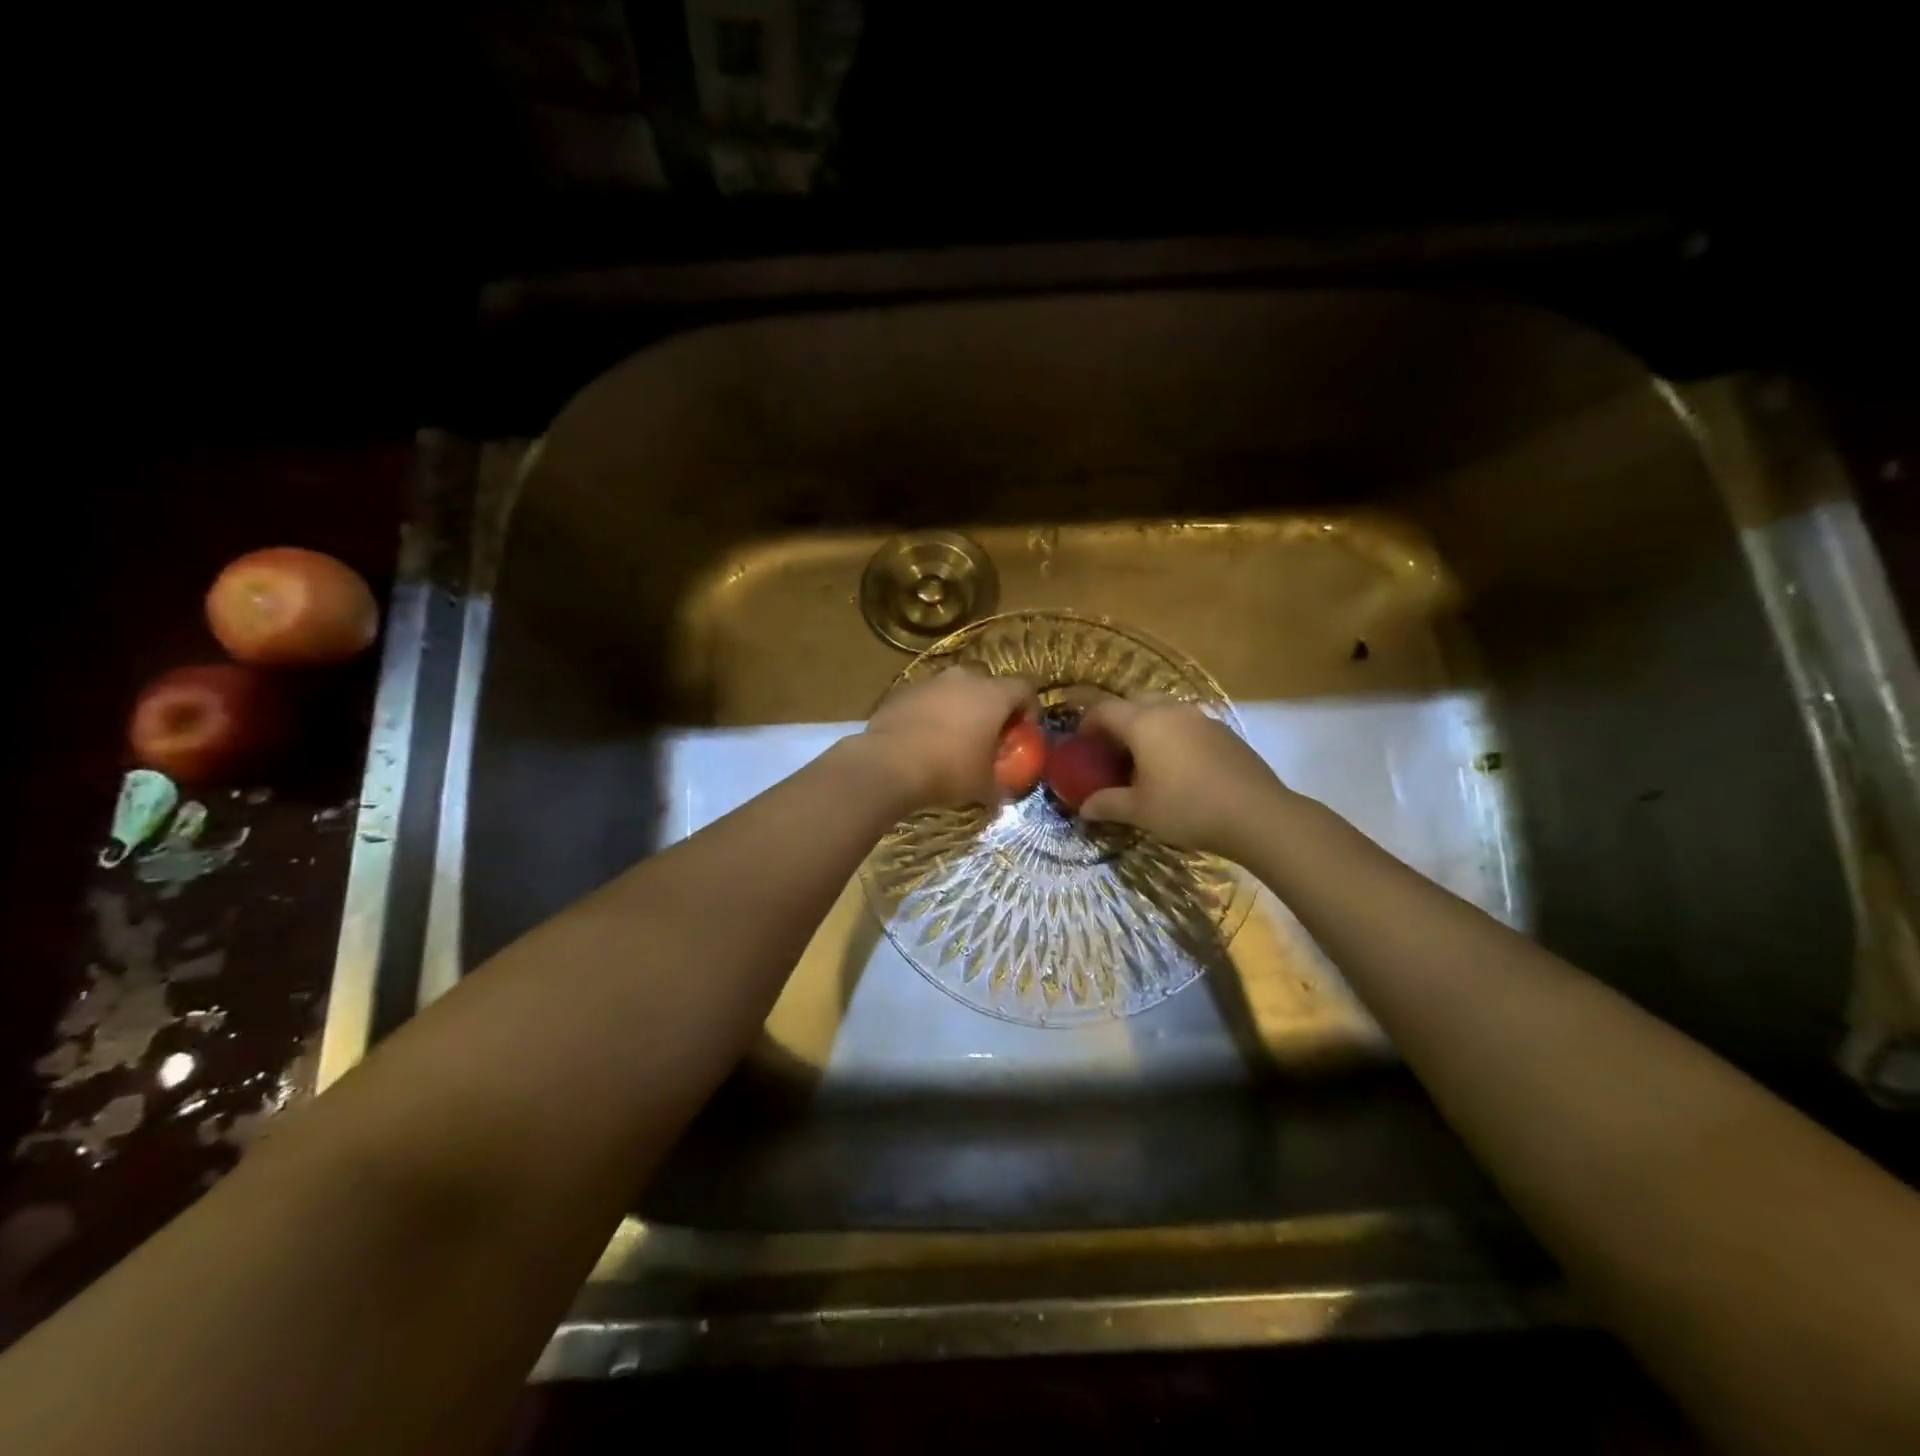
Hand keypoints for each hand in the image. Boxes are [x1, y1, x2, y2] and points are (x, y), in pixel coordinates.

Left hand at [859, 667, 1038, 810]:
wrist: (887, 764)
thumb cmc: (947, 771)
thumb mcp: (982, 787)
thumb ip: (998, 787)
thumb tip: (1001, 798)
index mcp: (992, 694)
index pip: (1025, 689)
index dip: (1030, 709)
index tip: (1025, 731)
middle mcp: (963, 679)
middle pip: (988, 681)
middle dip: (992, 702)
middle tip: (989, 730)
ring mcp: (930, 681)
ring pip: (954, 686)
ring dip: (959, 704)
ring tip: (955, 734)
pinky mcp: (902, 691)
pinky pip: (926, 697)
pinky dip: (931, 711)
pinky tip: (925, 736)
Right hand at [1078, 694, 1289, 857]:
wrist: (1257, 814)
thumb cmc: (1187, 808)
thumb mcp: (1140, 811)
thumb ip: (1108, 804)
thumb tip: (1084, 809)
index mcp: (1144, 723)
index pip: (1105, 709)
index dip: (1088, 722)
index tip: (1082, 742)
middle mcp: (1172, 711)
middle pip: (1136, 701)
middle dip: (1119, 719)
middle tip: (1112, 749)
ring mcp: (1202, 718)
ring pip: (1165, 710)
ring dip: (1149, 726)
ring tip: (1146, 759)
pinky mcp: (1225, 732)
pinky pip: (1188, 725)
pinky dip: (1174, 736)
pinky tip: (1180, 768)